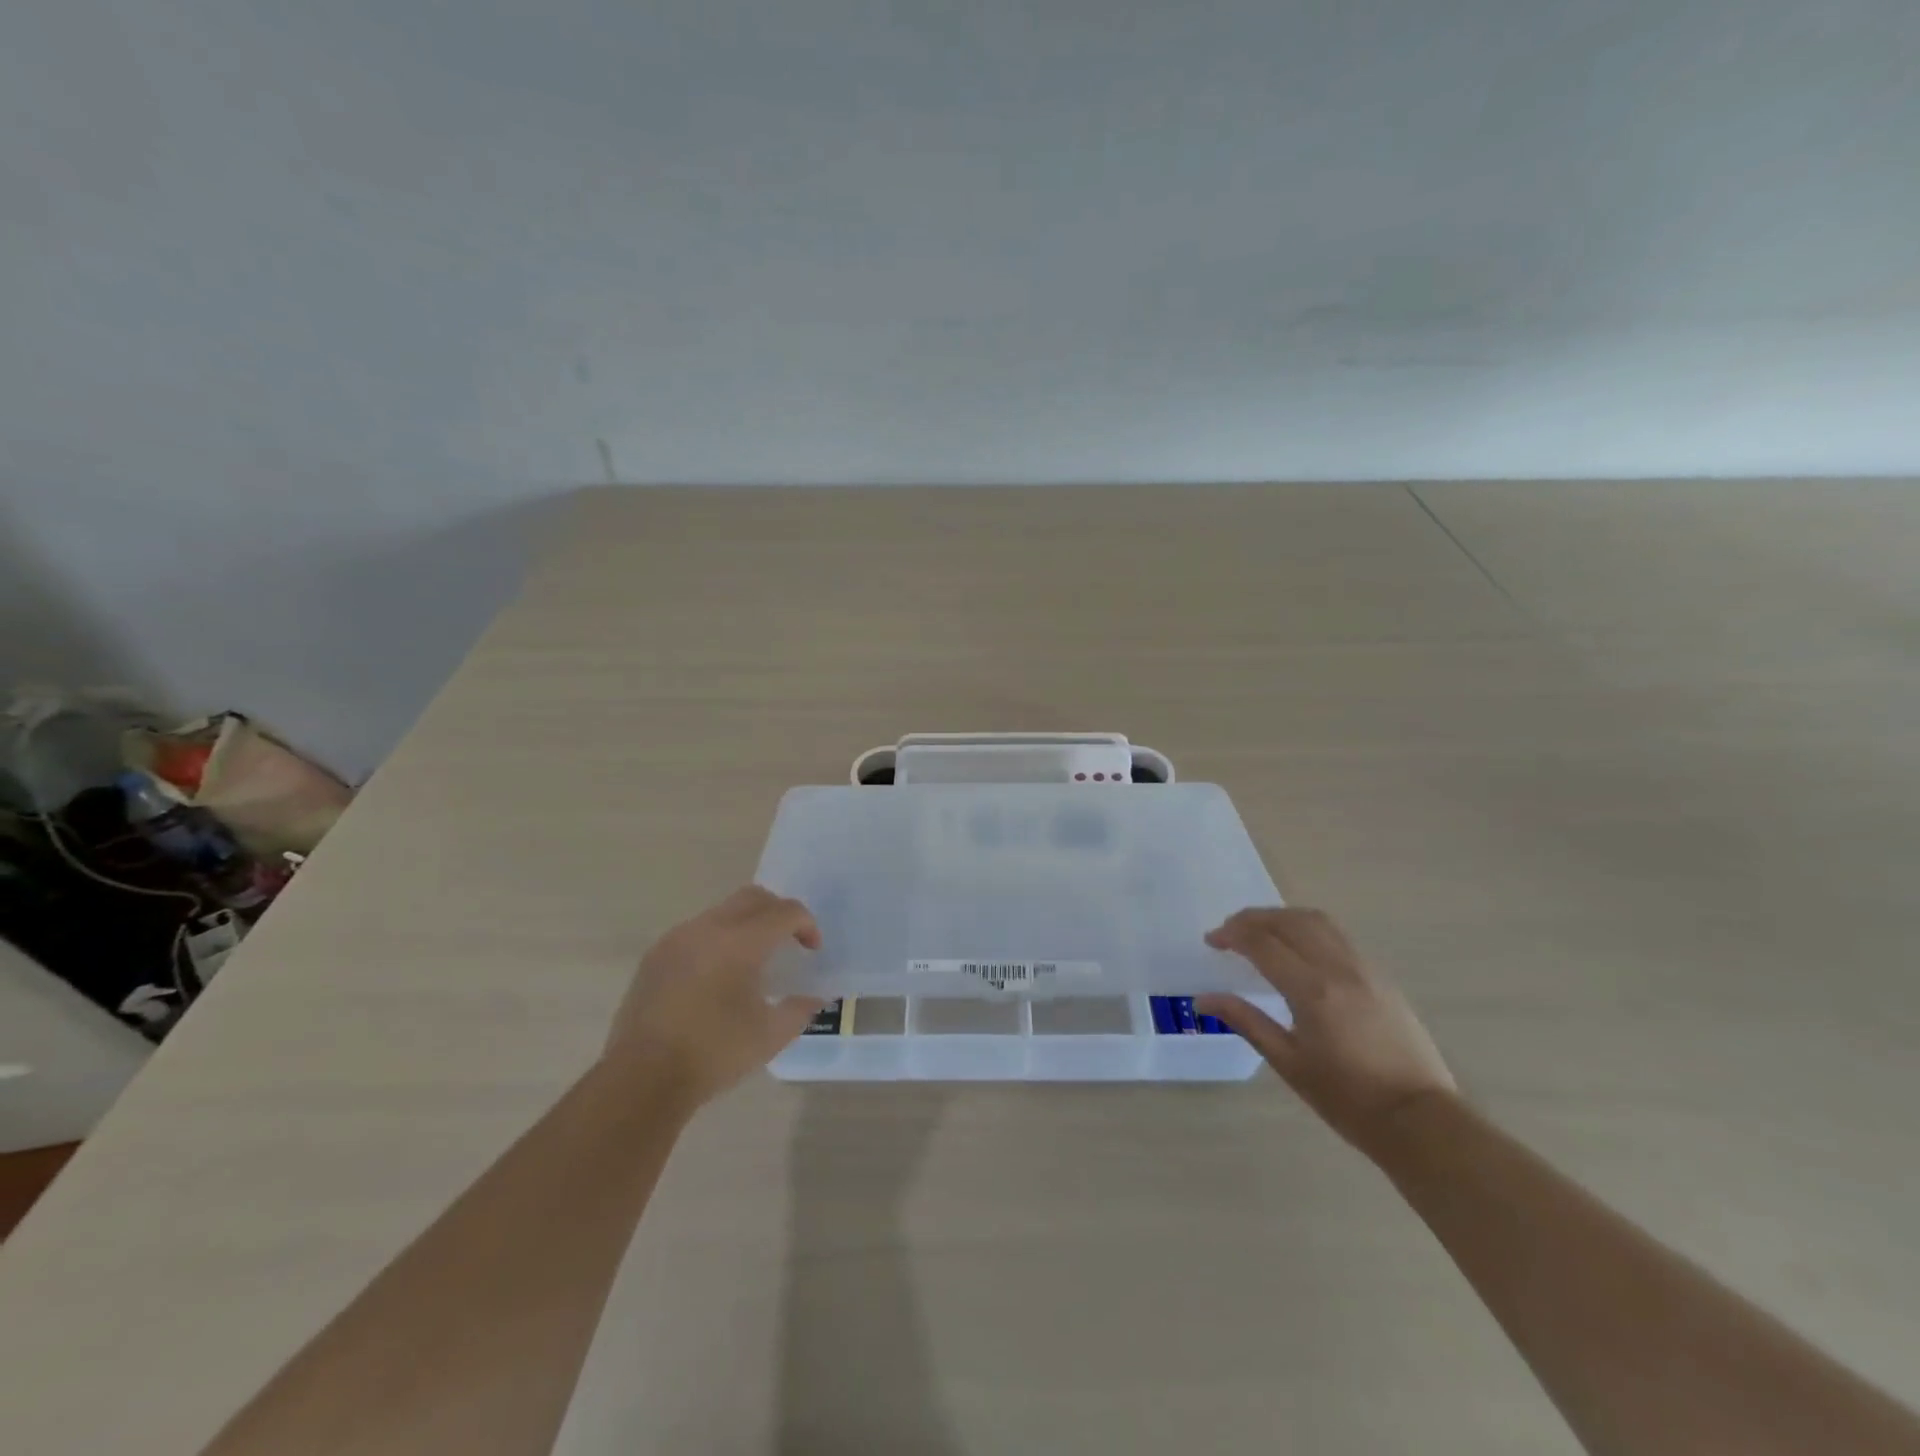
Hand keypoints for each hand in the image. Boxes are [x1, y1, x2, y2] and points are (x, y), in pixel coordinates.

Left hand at [603, 886, 825, 1109]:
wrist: (641, 1078)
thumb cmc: (713, 1054)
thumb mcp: (769, 1036)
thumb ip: (799, 1010)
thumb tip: (815, 998)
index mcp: (741, 942)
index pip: (784, 912)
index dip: (806, 924)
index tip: (812, 949)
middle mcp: (708, 928)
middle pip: (753, 897)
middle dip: (778, 911)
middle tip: (789, 940)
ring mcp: (677, 939)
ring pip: (722, 912)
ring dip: (746, 924)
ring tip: (753, 959)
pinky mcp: (655, 956)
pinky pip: (696, 931)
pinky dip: (717, 940)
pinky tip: (717, 975)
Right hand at [1196, 907, 1456, 1151]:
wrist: (1419, 1119)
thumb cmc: (1347, 1098)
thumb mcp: (1289, 1063)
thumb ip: (1246, 1021)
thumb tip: (1203, 999)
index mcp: (1311, 990)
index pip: (1262, 943)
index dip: (1232, 935)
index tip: (1211, 941)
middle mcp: (1338, 968)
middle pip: (1289, 921)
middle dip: (1253, 919)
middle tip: (1229, 932)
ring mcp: (1364, 969)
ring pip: (1317, 921)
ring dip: (1282, 917)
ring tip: (1261, 931)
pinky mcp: (1380, 977)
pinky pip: (1337, 936)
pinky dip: (1308, 928)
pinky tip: (1298, 948)